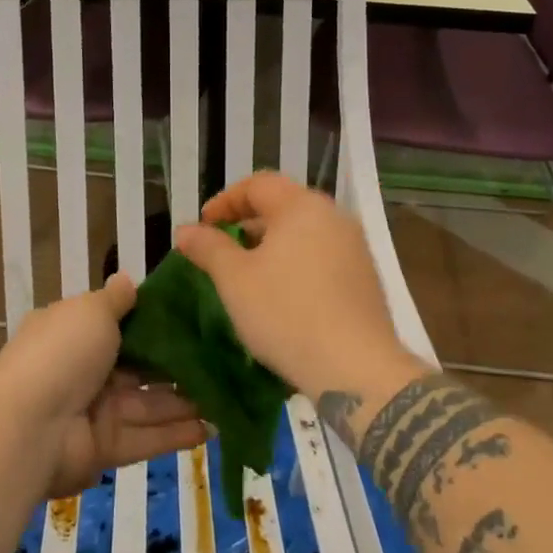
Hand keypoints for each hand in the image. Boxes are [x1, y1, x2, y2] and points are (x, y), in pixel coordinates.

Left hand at [0, 275, 208, 497]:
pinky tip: (215, 427)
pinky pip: (147, 437)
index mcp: (75, 333)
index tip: (196, 316)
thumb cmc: (61, 354)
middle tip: (225, 358)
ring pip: (150, 404)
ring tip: (230, 394)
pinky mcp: (105, 448)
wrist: (26, 429)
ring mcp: (95, 412)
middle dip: (179, 365)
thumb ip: (115, 299)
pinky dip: (178, 434)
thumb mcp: (90, 311)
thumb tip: (127, 279)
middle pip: (141, 367)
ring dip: (187, 400)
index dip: (156, 321)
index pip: (120, 324)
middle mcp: (85, 371)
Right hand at [174, 171, 429, 403]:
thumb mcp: (235, 280)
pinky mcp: (365, 278)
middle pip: (284, 205)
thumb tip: (186, 230)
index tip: (203, 226)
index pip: (258, 184)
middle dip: (248, 222)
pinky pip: (323, 256)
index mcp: (303, 206)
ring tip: (248, 274)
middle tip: (222, 249)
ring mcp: (355, 247)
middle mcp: (334, 217)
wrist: (355, 368)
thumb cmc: (287, 314)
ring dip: (272, 245)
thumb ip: (209, 248)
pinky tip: (282, 295)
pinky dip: (296, 263)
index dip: (225, 201)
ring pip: (305, 232)